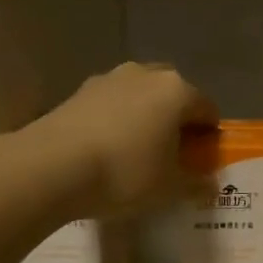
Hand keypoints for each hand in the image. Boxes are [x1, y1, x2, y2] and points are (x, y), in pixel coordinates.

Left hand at [30, 62, 215, 216]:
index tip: (203, 160)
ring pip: (140, 95)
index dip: (210, 136)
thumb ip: (195, 183)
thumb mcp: (169, 188)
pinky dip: (117, 120)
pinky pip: (112, 103)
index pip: (207, 109)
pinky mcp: (79, 91)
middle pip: (174, 94)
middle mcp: (146, 74)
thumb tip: (210, 184)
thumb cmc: (125, 173)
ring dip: (145, 116)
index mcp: (177, 91)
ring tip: (138, 150)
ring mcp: (109, 78)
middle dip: (177, 119)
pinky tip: (108, 149)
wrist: (51, 167)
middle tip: (173, 152)